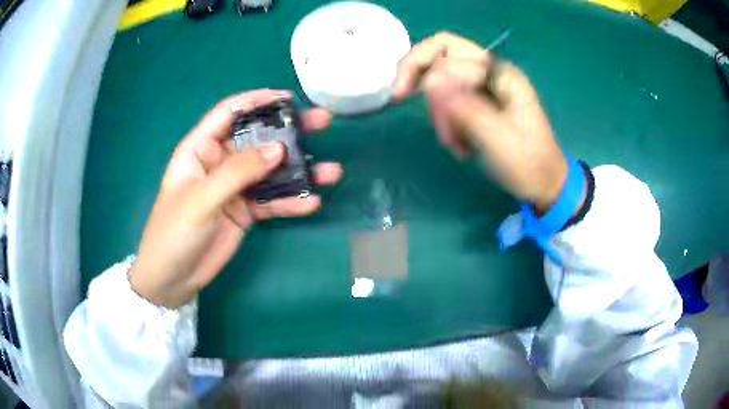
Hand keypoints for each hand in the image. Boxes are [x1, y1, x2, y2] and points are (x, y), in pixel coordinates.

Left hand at [129, 90, 342, 308]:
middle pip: (257, 138)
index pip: (229, 113)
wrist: (173, 277)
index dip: (256, 101)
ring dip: (299, 170)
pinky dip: (291, 202)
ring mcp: (235, 187)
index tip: (287, 99)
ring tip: (331, 171)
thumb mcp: (201, 199)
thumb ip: (238, 173)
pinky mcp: (246, 211)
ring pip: (271, 171)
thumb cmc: (174, 231)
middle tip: (321, 123)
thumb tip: (278, 150)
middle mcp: (220, 162)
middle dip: (289, 131)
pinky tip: (311, 203)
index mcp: (201, 148)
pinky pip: (272, 201)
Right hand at [394, 32, 567, 211]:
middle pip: (443, 56)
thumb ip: (464, 107)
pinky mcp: (481, 105)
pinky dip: (447, 122)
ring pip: (443, 82)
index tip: (400, 97)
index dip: (419, 67)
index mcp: (500, 74)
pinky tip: (460, 145)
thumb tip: (429, 80)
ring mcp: (486, 89)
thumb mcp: (496, 137)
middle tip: (401, 97)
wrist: (544, 185)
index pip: (447, 51)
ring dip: (439, 111)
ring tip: (454, 143)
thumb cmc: (526, 163)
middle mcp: (492, 74)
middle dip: (420, 76)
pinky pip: (451, 102)